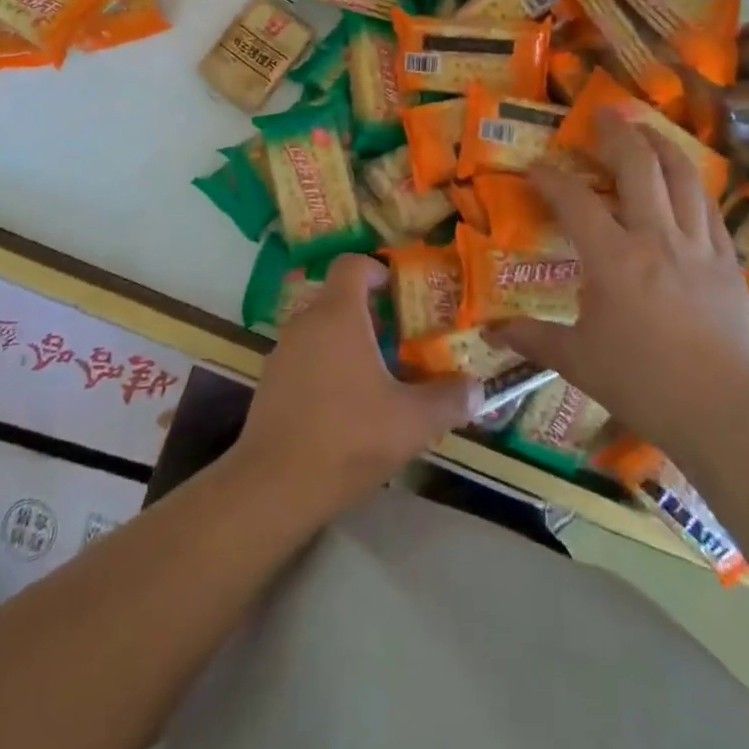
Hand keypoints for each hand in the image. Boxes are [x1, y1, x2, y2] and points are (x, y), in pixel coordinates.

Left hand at [233, 255, 480, 520]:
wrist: (275, 485)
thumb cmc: (348, 438)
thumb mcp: (411, 422)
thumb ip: (448, 400)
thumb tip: (478, 389)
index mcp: (338, 314)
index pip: (352, 264)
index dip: (377, 269)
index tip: (399, 293)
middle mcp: (306, 321)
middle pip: (339, 297)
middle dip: (371, 314)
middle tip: (401, 342)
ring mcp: (282, 350)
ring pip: (321, 328)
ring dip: (348, 342)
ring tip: (378, 377)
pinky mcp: (270, 380)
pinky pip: (305, 356)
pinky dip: (326, 365)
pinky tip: (345, 406)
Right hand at [493, 109, 748, 463]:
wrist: (724, 413)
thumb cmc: (642, 383)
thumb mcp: (577, 360)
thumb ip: (532, 338)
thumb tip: (491, 332)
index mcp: (613, 258)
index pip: (574, 200)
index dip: (550, 177)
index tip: (535, 167)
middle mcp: (656, 238)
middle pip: (638, 166)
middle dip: (617, 133)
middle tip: (604, 112)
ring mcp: (697, 246)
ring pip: (682, 177)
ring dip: (661, 145)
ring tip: (646, 129)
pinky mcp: (727, 262)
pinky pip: (709, 208)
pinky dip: (692, 185)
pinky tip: (684, 181)